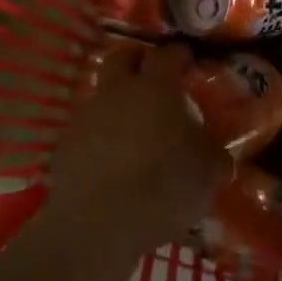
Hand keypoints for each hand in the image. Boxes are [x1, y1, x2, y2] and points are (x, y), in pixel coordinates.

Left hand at [45, 41, 227, 261]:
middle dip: (138, 59)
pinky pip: (88, 123)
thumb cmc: (161, 190)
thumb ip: (213, 153)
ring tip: (134, 121)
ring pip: (102, 90)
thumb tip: (215, 149)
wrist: (95, 225)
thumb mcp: (206, 174)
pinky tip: (112, 153)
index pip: (168, 54)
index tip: (189, 60)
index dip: (180, 54)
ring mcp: (87, 114)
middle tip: (153, 74)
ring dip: (117, 97)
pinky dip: (101, 129)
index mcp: (156, 89)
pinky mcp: (66, 141)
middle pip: (123, 56)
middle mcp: (118, 90)